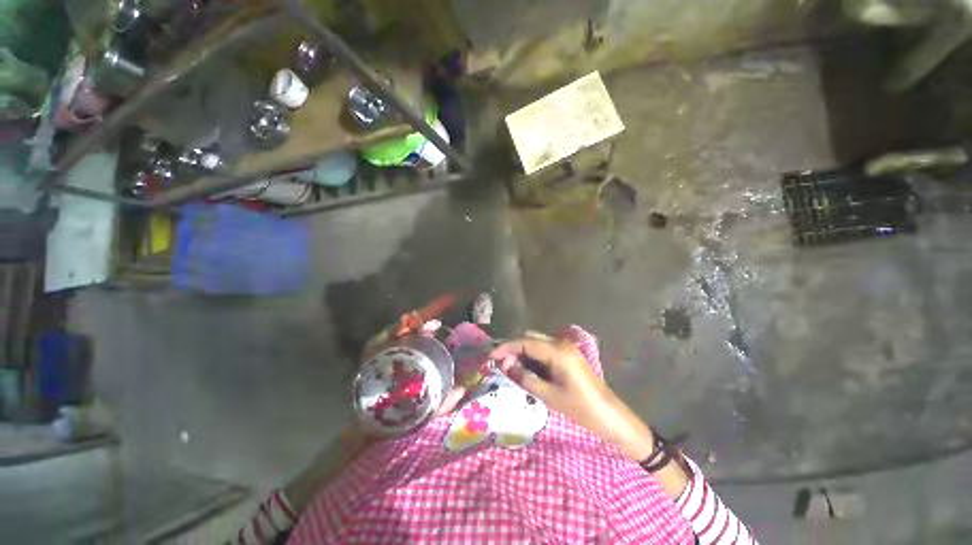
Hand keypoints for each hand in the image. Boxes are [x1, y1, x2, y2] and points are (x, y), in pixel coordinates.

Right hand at [489, 333, 657, 460]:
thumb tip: (505, 364)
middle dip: (513, 348)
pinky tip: (525, 368)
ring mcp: (566, 347)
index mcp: (558, 351)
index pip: (525, 341)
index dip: (506, 347)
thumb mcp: (548, 395)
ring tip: (510, 367)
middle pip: (530, 337)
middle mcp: (561, 343)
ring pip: (536, 342)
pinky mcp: (567, 354)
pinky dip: (532, 356)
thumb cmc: (580, 409)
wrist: (609, 417)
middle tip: (500, 364)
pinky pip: (544, 349)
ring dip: (522, 352)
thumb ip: (524, 377)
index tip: (490, 356)